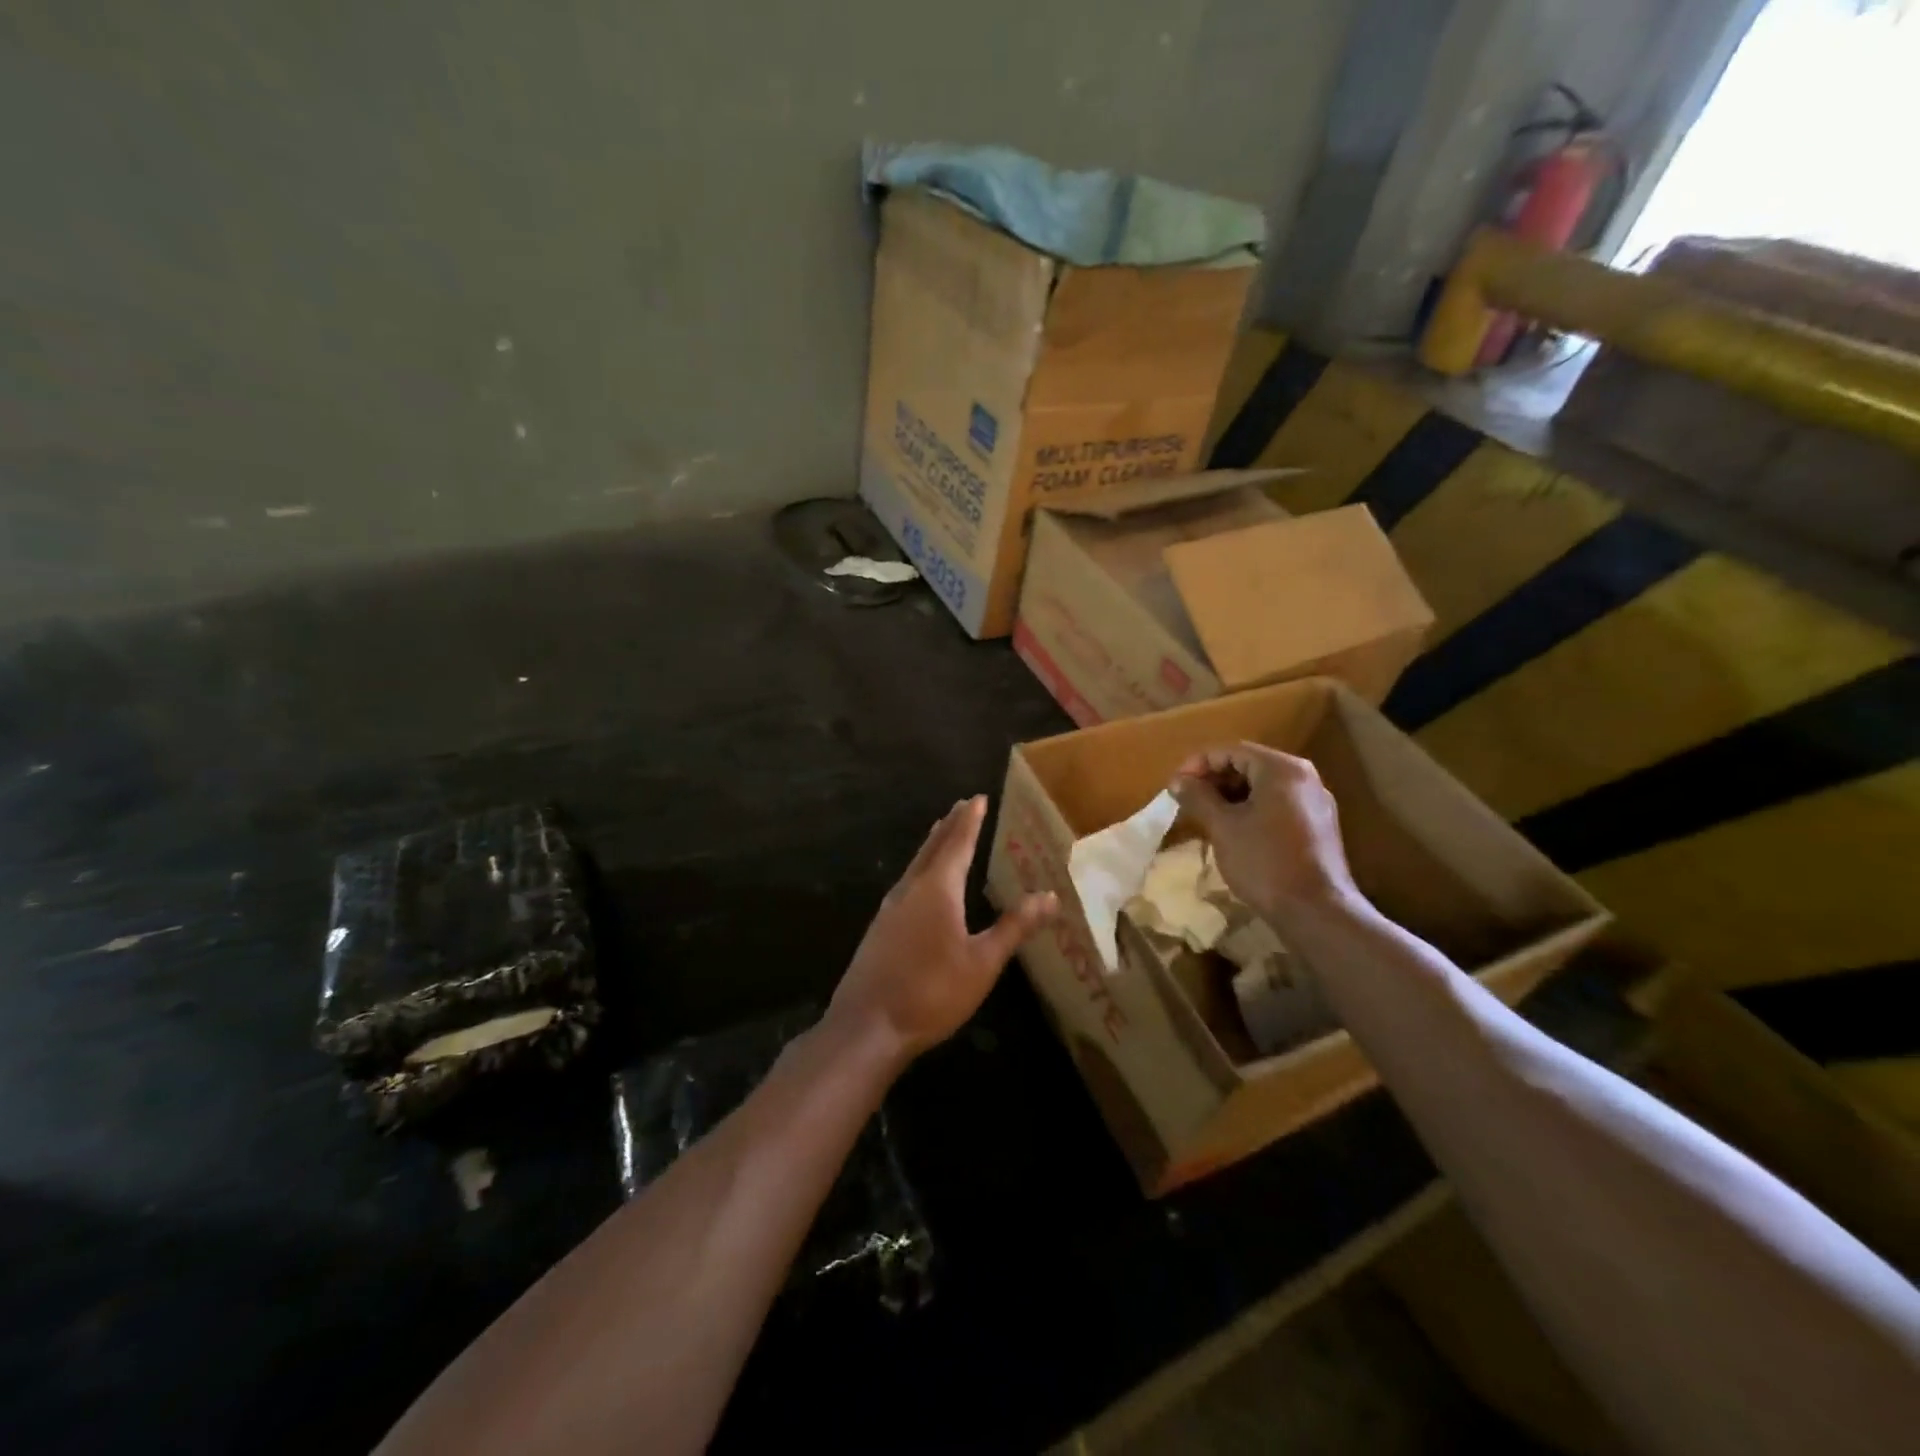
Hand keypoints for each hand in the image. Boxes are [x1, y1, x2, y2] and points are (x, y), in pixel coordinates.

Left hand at [828, 796, 1057, 1065]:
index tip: (977, 798)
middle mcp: (911, 889)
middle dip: (950, 826)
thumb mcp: (982, 963)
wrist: (867, 1026)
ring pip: (915, 865)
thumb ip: (1014, 927)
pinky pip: (906, 883)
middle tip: (962, 805)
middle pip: (933, 848)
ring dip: (932, 845)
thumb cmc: (932, 992)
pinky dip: (920, 868)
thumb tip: (1049, 896)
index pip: (958, 844)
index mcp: (938, 889)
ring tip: (942, 832)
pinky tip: (920, 883)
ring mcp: (890, 908)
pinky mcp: (879, 928)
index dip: (970, 821)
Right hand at [1169, 743, 1363, 923]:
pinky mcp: (1317, 826)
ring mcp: (1315, 802)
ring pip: (1263, 787)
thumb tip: (1177, 781)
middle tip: (1187, 801)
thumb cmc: (1264, 861)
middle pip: (1249, 765)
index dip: (1198, 764)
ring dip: (1230, 796)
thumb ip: (1198, 797)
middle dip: (1214, 780)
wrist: (1316, 911)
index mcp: (1281, 769)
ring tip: (1205, 817)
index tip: (1174, 786)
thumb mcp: (1223, 826)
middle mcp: (1303, 777)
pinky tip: (1233, 831)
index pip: (1231, 751)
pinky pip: (1277, 805)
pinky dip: (1251, 810)